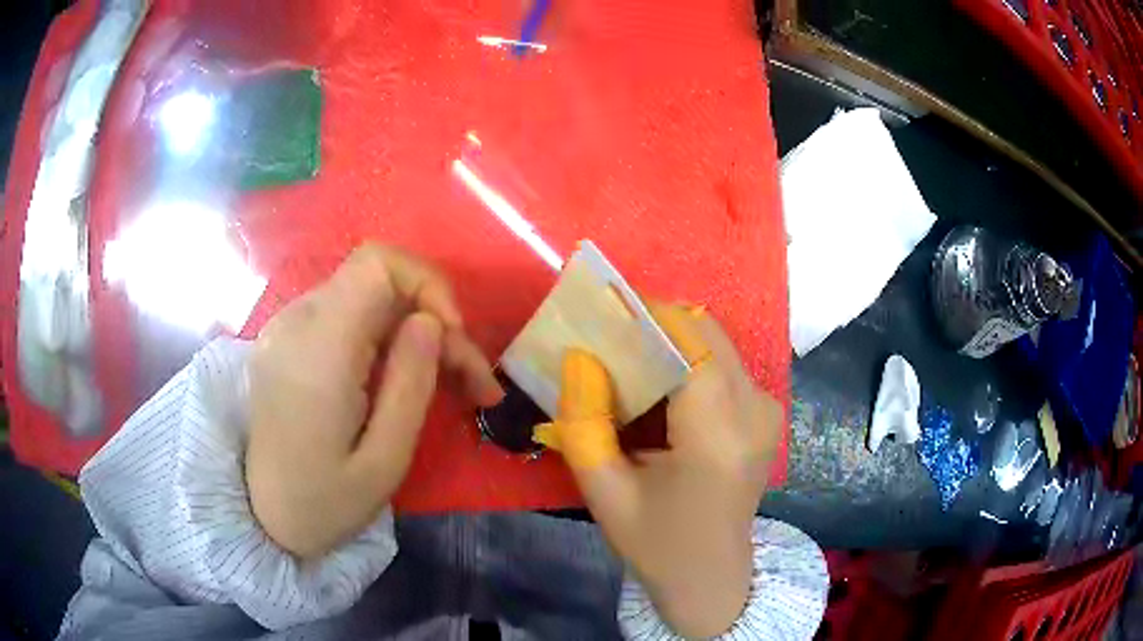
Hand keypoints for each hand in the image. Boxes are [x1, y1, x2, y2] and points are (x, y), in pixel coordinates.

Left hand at [246, 244, 503, 558]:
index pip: (377, 263)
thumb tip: (429, 322)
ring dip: (414, 330)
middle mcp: (296, 322)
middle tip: (471, 381)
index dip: (427, 284)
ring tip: (450, 384)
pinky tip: (404, 377)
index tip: (451, 338)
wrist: (263, 516)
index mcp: (318, 350)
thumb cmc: (325, 503)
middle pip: (379, 281)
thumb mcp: (384, 461)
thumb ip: (410, 385)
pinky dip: (386, 336)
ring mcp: (286, 328)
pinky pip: (348, 315)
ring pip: (369, 298)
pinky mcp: (287, 339)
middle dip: (433, 319)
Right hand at [536, 304, 781, 636]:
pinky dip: (687, 364)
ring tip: (627, 370)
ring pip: (715, 345)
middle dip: (655, 326)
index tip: (603, 310)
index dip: (647, 314)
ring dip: (670, 345)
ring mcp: (767, 411)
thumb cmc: (657, 545)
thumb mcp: (604, 492)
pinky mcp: (765, 414)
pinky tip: (658, 397)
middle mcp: (755, 411)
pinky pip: (723, 365)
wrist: (712, 579)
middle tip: (607, 343)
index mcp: (718, 436)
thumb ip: (583, 421)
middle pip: (706, 334)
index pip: (690, 342)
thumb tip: (578, 356)